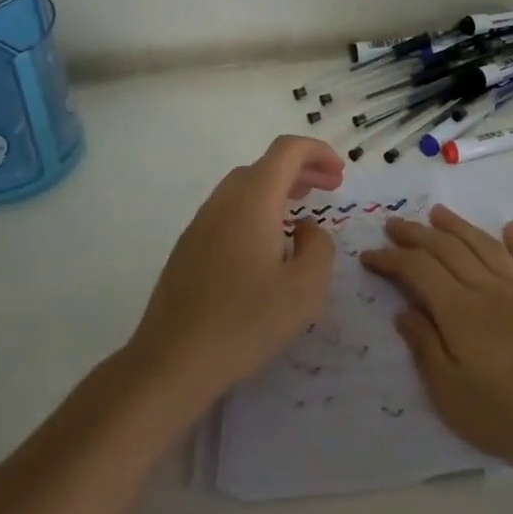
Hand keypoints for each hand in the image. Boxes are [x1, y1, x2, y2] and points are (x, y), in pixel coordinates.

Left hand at [126, 135, 344, 410]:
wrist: (172, 362)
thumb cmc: (245, 323)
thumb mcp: (305, 289)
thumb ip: (319, 247)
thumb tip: (304, 229)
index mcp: (252, 202)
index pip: (287, 151)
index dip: (318, 152)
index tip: (340, 175)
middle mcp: (223, 202)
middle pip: (264, 165)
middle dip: (301, 170)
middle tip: (330, 189)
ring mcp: (200, 224)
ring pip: (243, 187)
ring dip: (277, 189)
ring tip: (301, 212)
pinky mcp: (188, 248)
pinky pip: (228, 211)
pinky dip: (256, 209)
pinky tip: (267, 244)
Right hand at [361, 205, 512, 469]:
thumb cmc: (511, 413)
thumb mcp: (452, 394)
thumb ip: (426, 348)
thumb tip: (404, 311)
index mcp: (459, 311)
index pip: (418, 271)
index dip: (391, 259)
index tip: (369, 255)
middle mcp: (488, 288)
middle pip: (448, 250)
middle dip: (417, 234)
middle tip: (394, 224)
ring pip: (485, 246)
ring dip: (459, 226)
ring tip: (438, 213)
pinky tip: (510, 228)